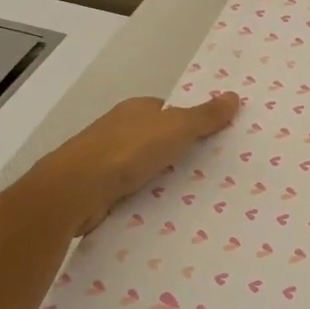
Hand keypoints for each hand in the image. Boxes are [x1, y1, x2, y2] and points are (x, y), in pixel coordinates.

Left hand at [26, 93, 239, 237]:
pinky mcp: (99, 190)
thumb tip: (234, 96)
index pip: (169, 111)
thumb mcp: (176, 128)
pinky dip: (148, 198)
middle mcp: (119, 131)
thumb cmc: (128, 151)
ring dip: (164, 178)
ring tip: (199, 196)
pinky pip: (132, 192)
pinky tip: (166, 212)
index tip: (216, 140)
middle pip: (158, 139)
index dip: (191, 122)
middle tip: (215, 170)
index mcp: (135, 110)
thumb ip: (205, 116)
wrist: (75, 191)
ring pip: (145, 167)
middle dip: (180, 152)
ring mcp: (106, 161)